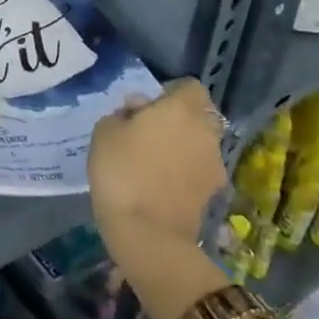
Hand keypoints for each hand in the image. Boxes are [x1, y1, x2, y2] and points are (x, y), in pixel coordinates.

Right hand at [88, 79, 226, 259]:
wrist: (146, 232)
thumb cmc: (121, 170)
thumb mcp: (105, 131)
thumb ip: (124, 114)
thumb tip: (138, 112)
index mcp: (182, 109)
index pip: (190, 87)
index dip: (170, 93)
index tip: (147, 107)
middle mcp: (206, 132)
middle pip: (199, 116)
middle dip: (179, 121)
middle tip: (149, 133)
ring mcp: (214, 165)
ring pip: (200, 145)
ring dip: (182, 148)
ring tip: (152, 163)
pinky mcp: (212, 194)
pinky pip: (197, 172)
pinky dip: (184, 174)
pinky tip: (159, 185)